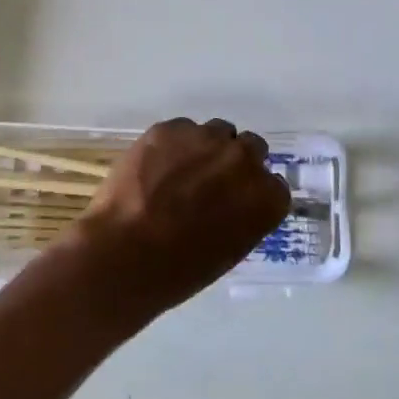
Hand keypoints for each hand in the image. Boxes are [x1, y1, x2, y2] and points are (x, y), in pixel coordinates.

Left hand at [70, 117, 291, 318]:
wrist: (124, 255)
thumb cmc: (179, 270)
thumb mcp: (229, 250)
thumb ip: (242, 217)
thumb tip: (232, 203)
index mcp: (266, 197)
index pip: (273, 185)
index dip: (252, 192)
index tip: (236, 202)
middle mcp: (244, 160)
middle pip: (251, 148)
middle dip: (234, 162)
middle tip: (210, 182)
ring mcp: (206, 138)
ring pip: (217, 132)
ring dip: (206, 148)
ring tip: (179, 172)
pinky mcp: (170, 128)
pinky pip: (181, 130)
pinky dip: (173, 145)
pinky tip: (153, 168)